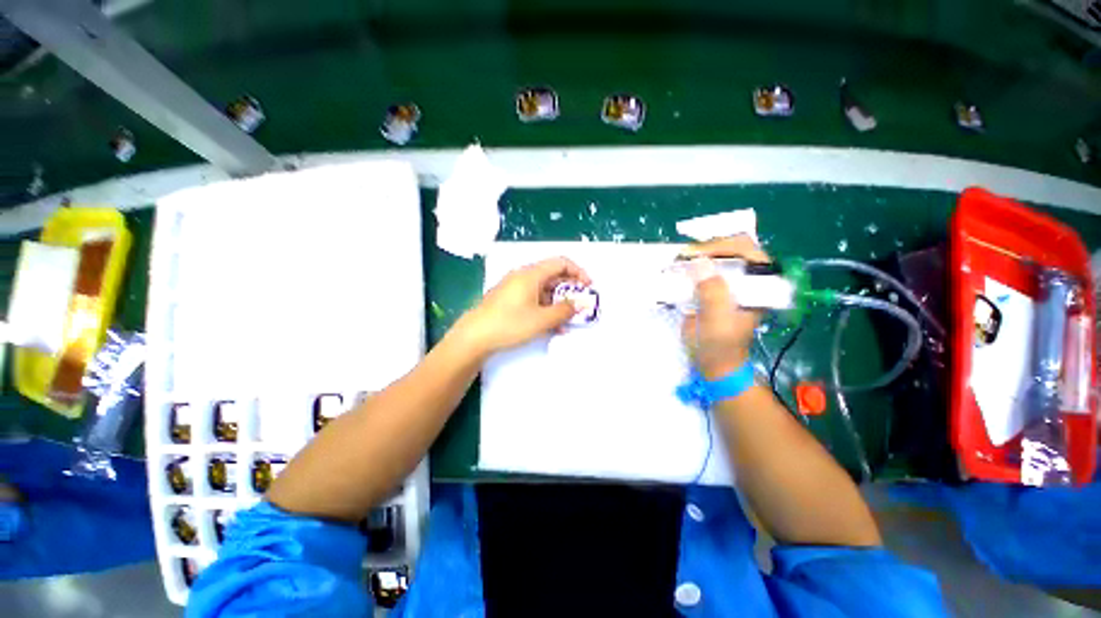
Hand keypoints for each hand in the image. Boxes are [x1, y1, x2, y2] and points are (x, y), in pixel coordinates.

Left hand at [455, 257, 591, 355]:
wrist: (474, 337)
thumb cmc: (510, 324)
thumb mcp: (542, 319)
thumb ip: (565, 310)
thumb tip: (582, 303)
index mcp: (531, 274)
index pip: (561, 263)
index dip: (578, 272)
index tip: (588, 287)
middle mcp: (523, 276)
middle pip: (553, 276)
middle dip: (569, 291)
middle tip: (580, 306)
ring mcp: (514, 288)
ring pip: (543, 290)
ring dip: (558, 303)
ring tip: (567, 321)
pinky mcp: (509, 299)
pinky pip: (533, 299)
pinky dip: (545, 308)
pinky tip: (551, 325)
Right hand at [680, 235, 769, 378]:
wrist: (713, 362)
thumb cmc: (721, 344)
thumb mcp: (717, 320)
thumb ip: (712, 293)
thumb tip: (699, 263)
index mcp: (758, 284)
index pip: (747, 251)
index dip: (722, 247)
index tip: (696, 255)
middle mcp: (746, 278)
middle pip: (730, 248)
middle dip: (706, 248)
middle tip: (684, 257)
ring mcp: (728, 281)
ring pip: (715, 255)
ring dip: (695, 255)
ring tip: (678, 261)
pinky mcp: (711, 287)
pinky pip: (701, 268)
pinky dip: (688, 265)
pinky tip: (677, 269)